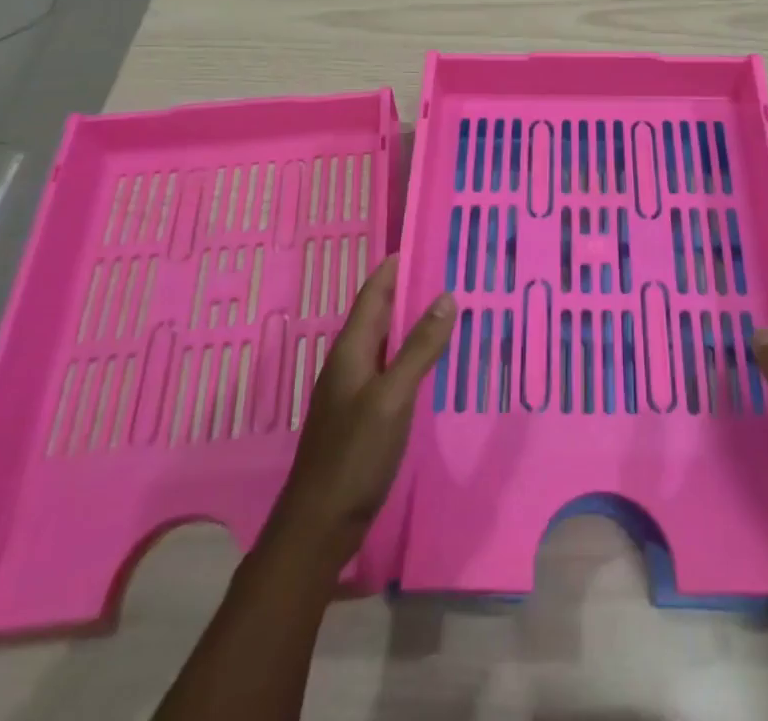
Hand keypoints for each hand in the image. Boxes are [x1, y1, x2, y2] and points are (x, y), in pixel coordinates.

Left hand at [267, 260, 454, 551]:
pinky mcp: (360, 415)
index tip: (425, 242)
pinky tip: (431, 363)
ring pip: (385, 341)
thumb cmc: (355, 454)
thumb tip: (446, 296)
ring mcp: (352, 390)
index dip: (395, 266)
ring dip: (411, 322)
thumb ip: (419, 347)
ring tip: (447, 310)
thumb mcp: (393, 396)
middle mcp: (349, 362)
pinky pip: (388, 368)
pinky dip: (410, 354)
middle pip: (379, 313)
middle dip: (409, 290)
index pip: (374, 292)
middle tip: (448, 271)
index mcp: (351, 349)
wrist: (319, 525)